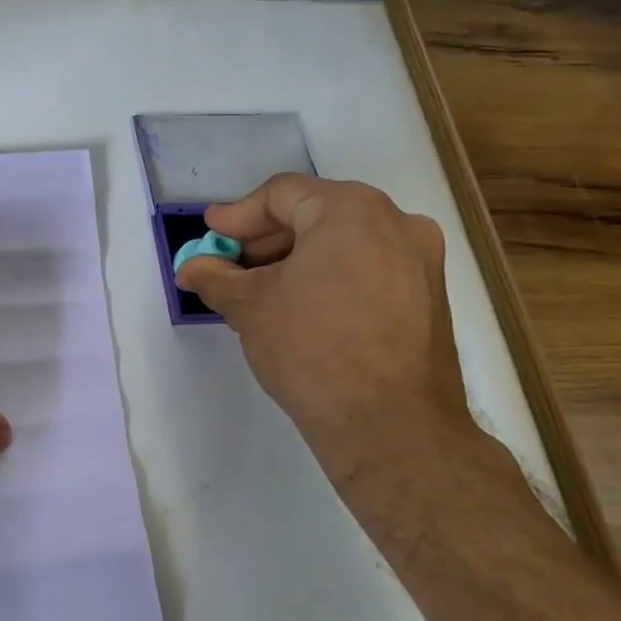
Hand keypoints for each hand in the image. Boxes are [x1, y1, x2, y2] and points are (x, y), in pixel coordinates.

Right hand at [174, 174, 478, 503]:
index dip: (238, 216)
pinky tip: (300, 308)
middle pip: (314, 214)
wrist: (389, 426)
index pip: (281, 195)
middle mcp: (396, 222)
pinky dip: (329, 277)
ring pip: (343, 242)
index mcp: (351, 210)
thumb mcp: (248, 306)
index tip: (210, 236)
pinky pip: (367, 268)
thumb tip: (190, 267)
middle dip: (265, 240)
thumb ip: (214, 277)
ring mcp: (421, 260)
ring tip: (259, 292)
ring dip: (295, 260)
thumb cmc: (311, 348)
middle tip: (228, 266)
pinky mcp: (429, 297)